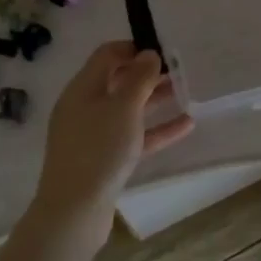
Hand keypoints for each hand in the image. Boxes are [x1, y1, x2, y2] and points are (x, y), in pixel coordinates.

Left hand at [33, 43, 193, 219]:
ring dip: (155, 100)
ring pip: (128, 109)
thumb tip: (148, 54)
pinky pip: (134, 136)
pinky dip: (156, 129)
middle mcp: (84, 107)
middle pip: (118, 81)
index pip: (107, 55)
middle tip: (178, 71)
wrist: (75, 211)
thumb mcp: (123, 108)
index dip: (133, 48)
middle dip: (148, 74)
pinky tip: (185, 125)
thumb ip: (138, 79)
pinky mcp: (104, 159)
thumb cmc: (99, 150)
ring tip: (186, 94)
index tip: (162, 50)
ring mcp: (93, 135)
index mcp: (82, 88)